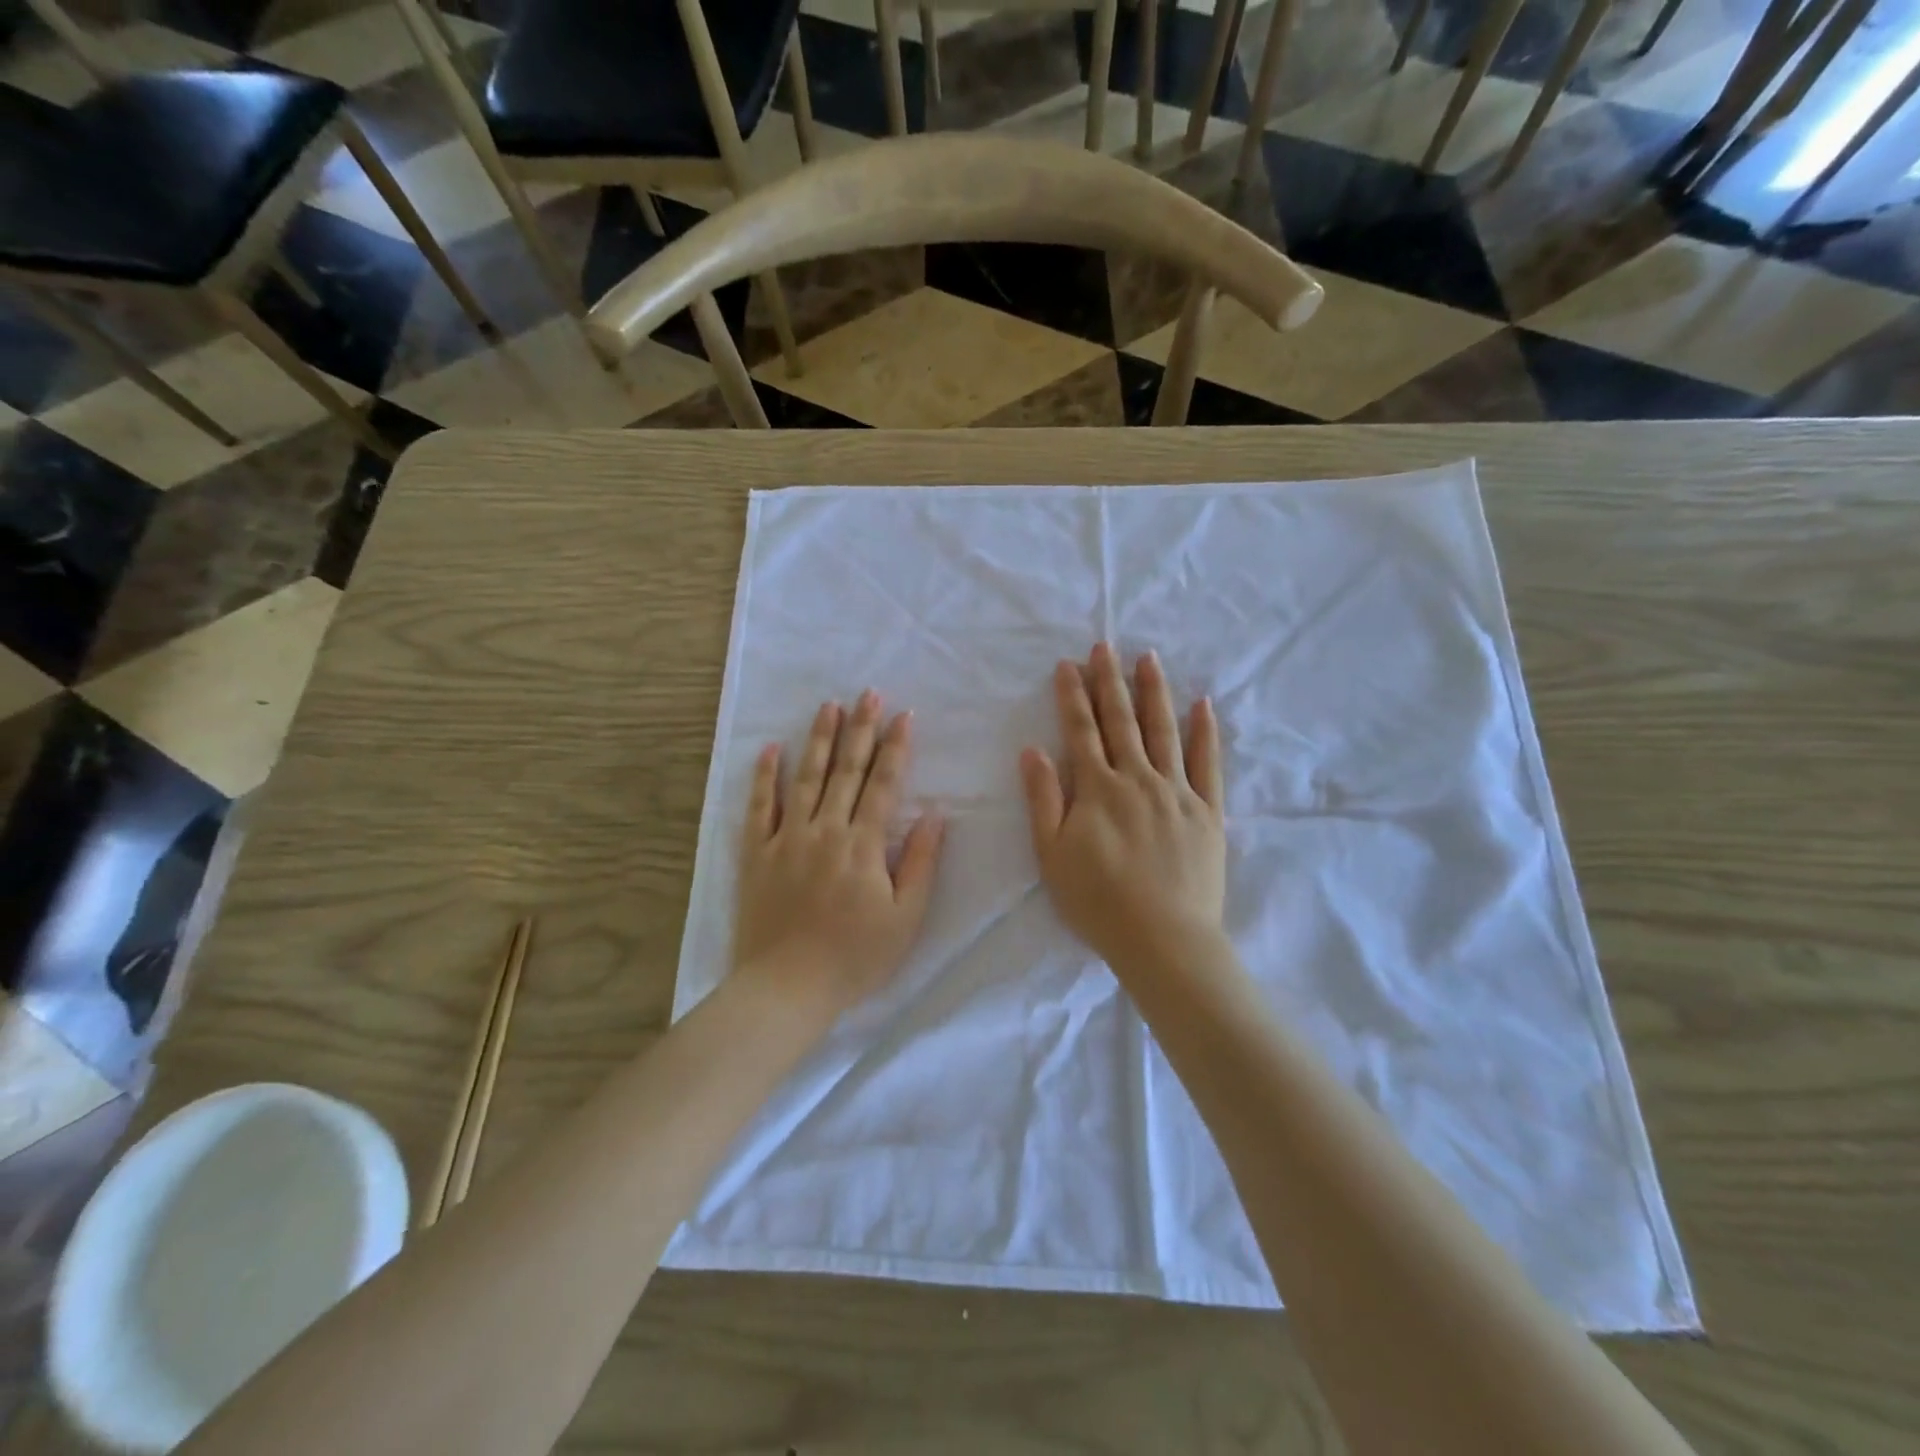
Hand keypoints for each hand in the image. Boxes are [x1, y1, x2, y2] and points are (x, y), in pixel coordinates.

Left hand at [733, 691, 945, 1016]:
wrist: (787, 987)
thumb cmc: (855, 957)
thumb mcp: (905, 918)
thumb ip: (920, 862)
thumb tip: (935, 814)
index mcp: (863, 844)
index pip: (885, 784)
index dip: (896, 747)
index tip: (904, 715)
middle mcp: (826, 830)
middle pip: (847, 771)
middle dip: (861, 729)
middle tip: (869, 693)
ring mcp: (788, 838)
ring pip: (806, 778)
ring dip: (819, 739)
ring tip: (828, 706)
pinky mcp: (757, 854)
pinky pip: (759, 807)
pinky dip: (764, 777)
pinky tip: (770, 749)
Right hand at [1021, 644, 1226, 977]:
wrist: (1164, 940)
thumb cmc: (1098, 902)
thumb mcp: (1052, 855)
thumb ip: (1043, 799)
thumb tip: (1033, 750)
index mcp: (1098, 789)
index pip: (1081, 731)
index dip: (1072, 696)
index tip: (1068, 664)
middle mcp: (1138, 779)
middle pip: (1122, 721)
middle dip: (1110, 681)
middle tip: (1105, 646)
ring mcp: (1177, 792)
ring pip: (1164, 731)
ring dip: (1154, 692)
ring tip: (1148, 658)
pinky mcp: (1208, 811)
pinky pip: (1208, 763)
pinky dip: (1205, 732)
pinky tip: (1202, 705)